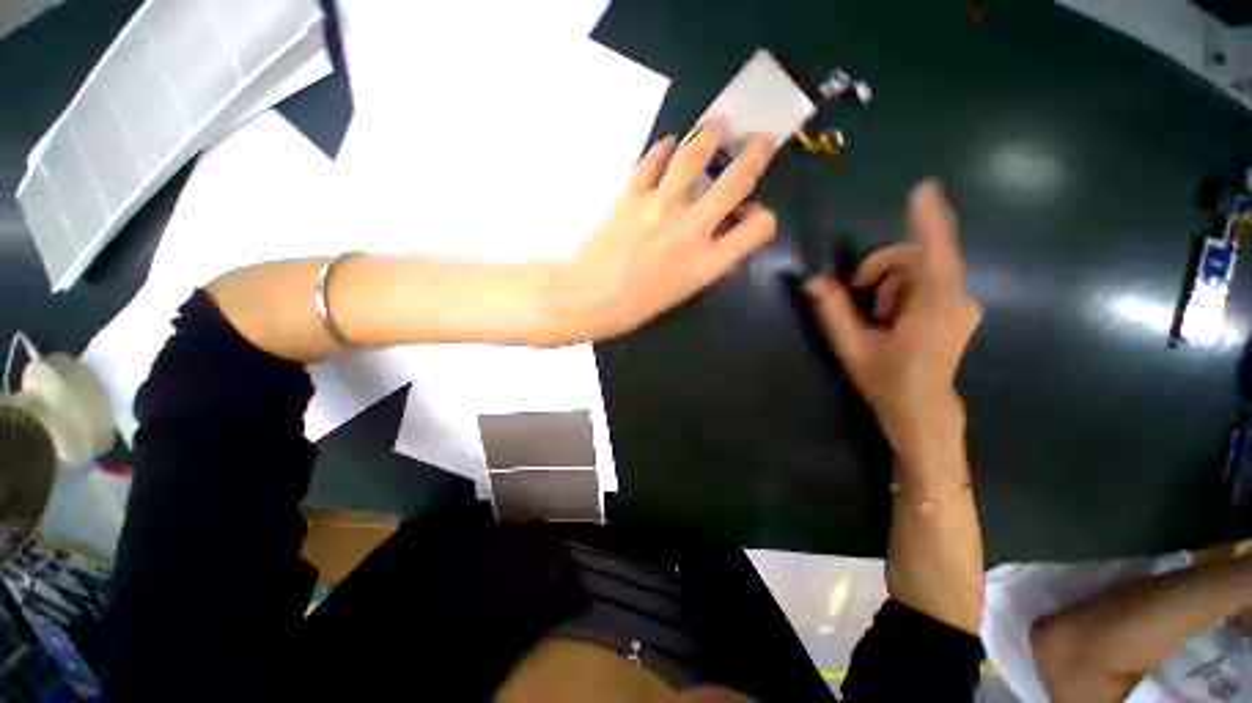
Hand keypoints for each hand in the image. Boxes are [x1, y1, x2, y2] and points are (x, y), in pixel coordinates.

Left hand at [553, 118, 777, 340]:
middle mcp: (692, 230)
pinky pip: (652, 161)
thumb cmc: (635, 307)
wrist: (588, 297)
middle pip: (735, 181)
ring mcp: (660, 207)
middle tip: (760, 140)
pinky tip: (668, 144)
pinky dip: (663, 149)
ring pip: (694, 157)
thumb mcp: (682, 292)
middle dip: (755, 155)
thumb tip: (717, 230)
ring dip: (710, 136)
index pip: (757, 229)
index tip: (754, 213)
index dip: (763, 218)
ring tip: (716, 125)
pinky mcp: (632, 194)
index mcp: (707, 263)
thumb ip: (706, 260)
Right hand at [805, 180, 980, 468]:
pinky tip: (893, 317)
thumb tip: (813, 281)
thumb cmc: (888, 384)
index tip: (923, 191)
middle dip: (882, 269)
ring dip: (890, 285)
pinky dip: (902, 290)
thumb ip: (833, 313)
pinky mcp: (961, 307)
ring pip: (921, 270)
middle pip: (918, 259)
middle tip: (858, 296)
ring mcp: (963, 304)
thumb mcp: (852, 350)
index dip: (929, 223)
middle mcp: (957, 302)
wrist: (924, 411)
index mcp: (932, 314)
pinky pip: (928, 280)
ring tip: (878, 318)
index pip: (934, 259)